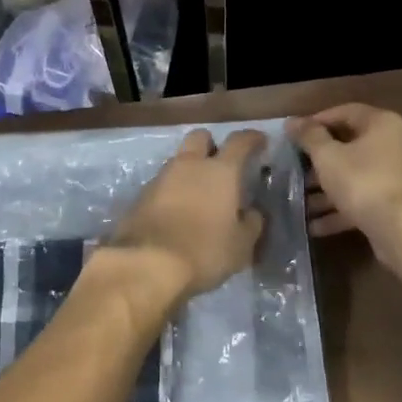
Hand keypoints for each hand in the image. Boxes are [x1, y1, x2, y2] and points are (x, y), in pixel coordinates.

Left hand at [108, 128, 267, 302]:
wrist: (147, 264)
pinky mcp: (141, 195)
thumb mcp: (241, 246)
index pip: (239, 141)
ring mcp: (161, 178)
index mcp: (220, 171)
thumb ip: (251, 223)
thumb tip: (251, 212)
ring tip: (198, 194)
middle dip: (211, 144)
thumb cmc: (204, 251)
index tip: (260, 141)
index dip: (252, 138)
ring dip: (190, 170)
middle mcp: (189, 165)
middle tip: (220, 163)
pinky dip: (172, 190)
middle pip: (200, 137)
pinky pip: (162, 183)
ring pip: (179, 160)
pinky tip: (177, 211)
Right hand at [287, 104, 401, 240]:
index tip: (295, 136)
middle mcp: (399, 143)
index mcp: (383, 124)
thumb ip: (309, 136)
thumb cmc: (364, 184)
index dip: (317, 121)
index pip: (346, 112)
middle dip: (320, 162)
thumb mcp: (328, 158)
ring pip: (358, 176)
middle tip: (296, 172)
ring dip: (328, 190)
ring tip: (301, 203)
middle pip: (352, 146)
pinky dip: (344, 208)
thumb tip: (292, 121)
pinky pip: (368, 198)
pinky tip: (317, 225)